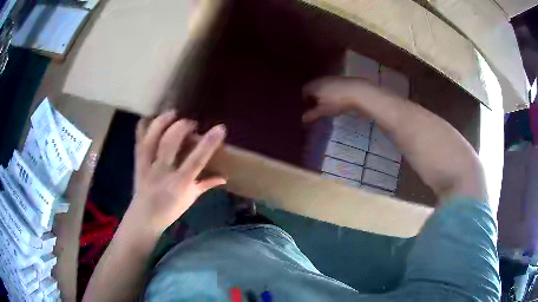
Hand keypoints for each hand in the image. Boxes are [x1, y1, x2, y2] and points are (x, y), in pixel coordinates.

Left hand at [126, 111, 226, 234]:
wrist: (144, 217)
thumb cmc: (170, 210)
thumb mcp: (191, 199)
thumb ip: (206, 184)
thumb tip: (224, 177)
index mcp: (179, 184)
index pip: (196, 160)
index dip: (208, 143)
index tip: (220, 128)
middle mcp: (162, 172)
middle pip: (170, 142)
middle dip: (182, 126)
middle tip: (190, 123)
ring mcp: (147, 166)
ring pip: (152, 138)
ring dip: (162, 121)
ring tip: (172, 113)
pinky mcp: (138, 162)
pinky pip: (139, 141)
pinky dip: (143, 127)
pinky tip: (151, 118)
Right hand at [302, 76, 391, 121]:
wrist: (359, 91)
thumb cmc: (338, 101)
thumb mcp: (323, 110)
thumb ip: (312, 114)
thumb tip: (302, 118)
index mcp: (313, 85)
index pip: (303, 92)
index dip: (303, 102)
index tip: (306, 110)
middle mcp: (320, 80)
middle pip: (312, 89)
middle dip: (312, 99)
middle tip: (315, 110)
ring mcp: (331, 79)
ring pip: (322, 88)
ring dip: (322, 96)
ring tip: (325, 107)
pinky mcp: (341, 81)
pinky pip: (331, 88)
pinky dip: (330, 95)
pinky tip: (335, 102)